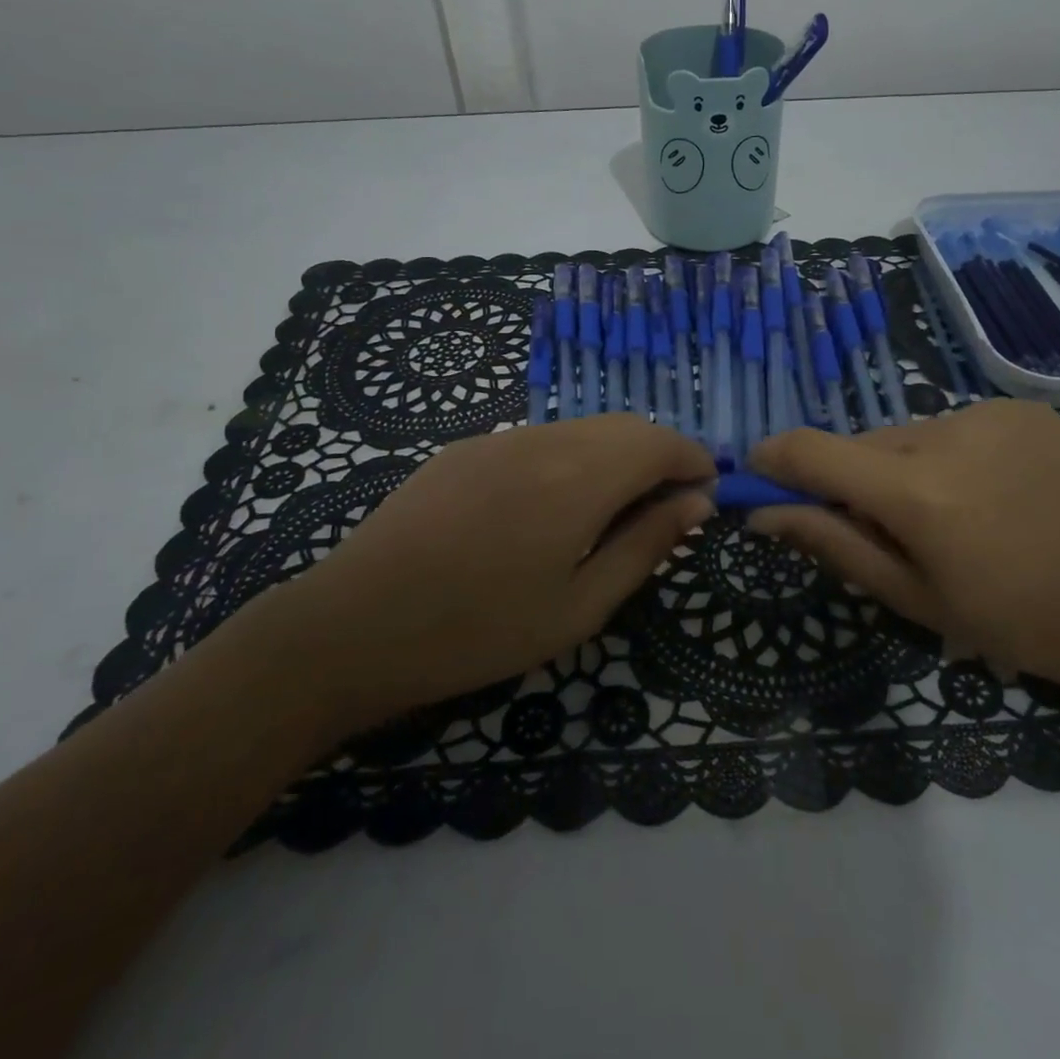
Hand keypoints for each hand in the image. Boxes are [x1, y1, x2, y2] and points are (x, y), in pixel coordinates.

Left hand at [277, 415, 714, 733]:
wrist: (352, 624)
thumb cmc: (478, 631)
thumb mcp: (580, 607)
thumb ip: (646, 546)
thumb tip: (697, 503)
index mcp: (580, 477)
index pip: (660, 443)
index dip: (693, 461)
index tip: (706, 495)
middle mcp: (545, 439)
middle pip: (625, 427)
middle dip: (659, 456)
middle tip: (665, 510)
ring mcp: (500, 438)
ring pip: (582, 430)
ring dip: (615, 456)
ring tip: (610, 514)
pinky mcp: (466, 448)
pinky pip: (539, 440)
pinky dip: (571, 458)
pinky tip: (548, 509)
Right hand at [746, 399, 1059, 693]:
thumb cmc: (1015, 621)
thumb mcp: (912, 597)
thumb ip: (832, 544)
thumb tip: (764, 513)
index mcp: (915, 492)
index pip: (809, 449)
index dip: (772, 459)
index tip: (759, 479)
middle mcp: (944, 434)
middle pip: (861, 444)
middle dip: (852, 479)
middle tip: (885, 528)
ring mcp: (988, 413)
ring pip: (906, 435)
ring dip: (902, 468)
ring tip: (950, 516)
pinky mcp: (1020, 407)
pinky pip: (953, 426)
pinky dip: (948, 455)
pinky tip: (989, 493)